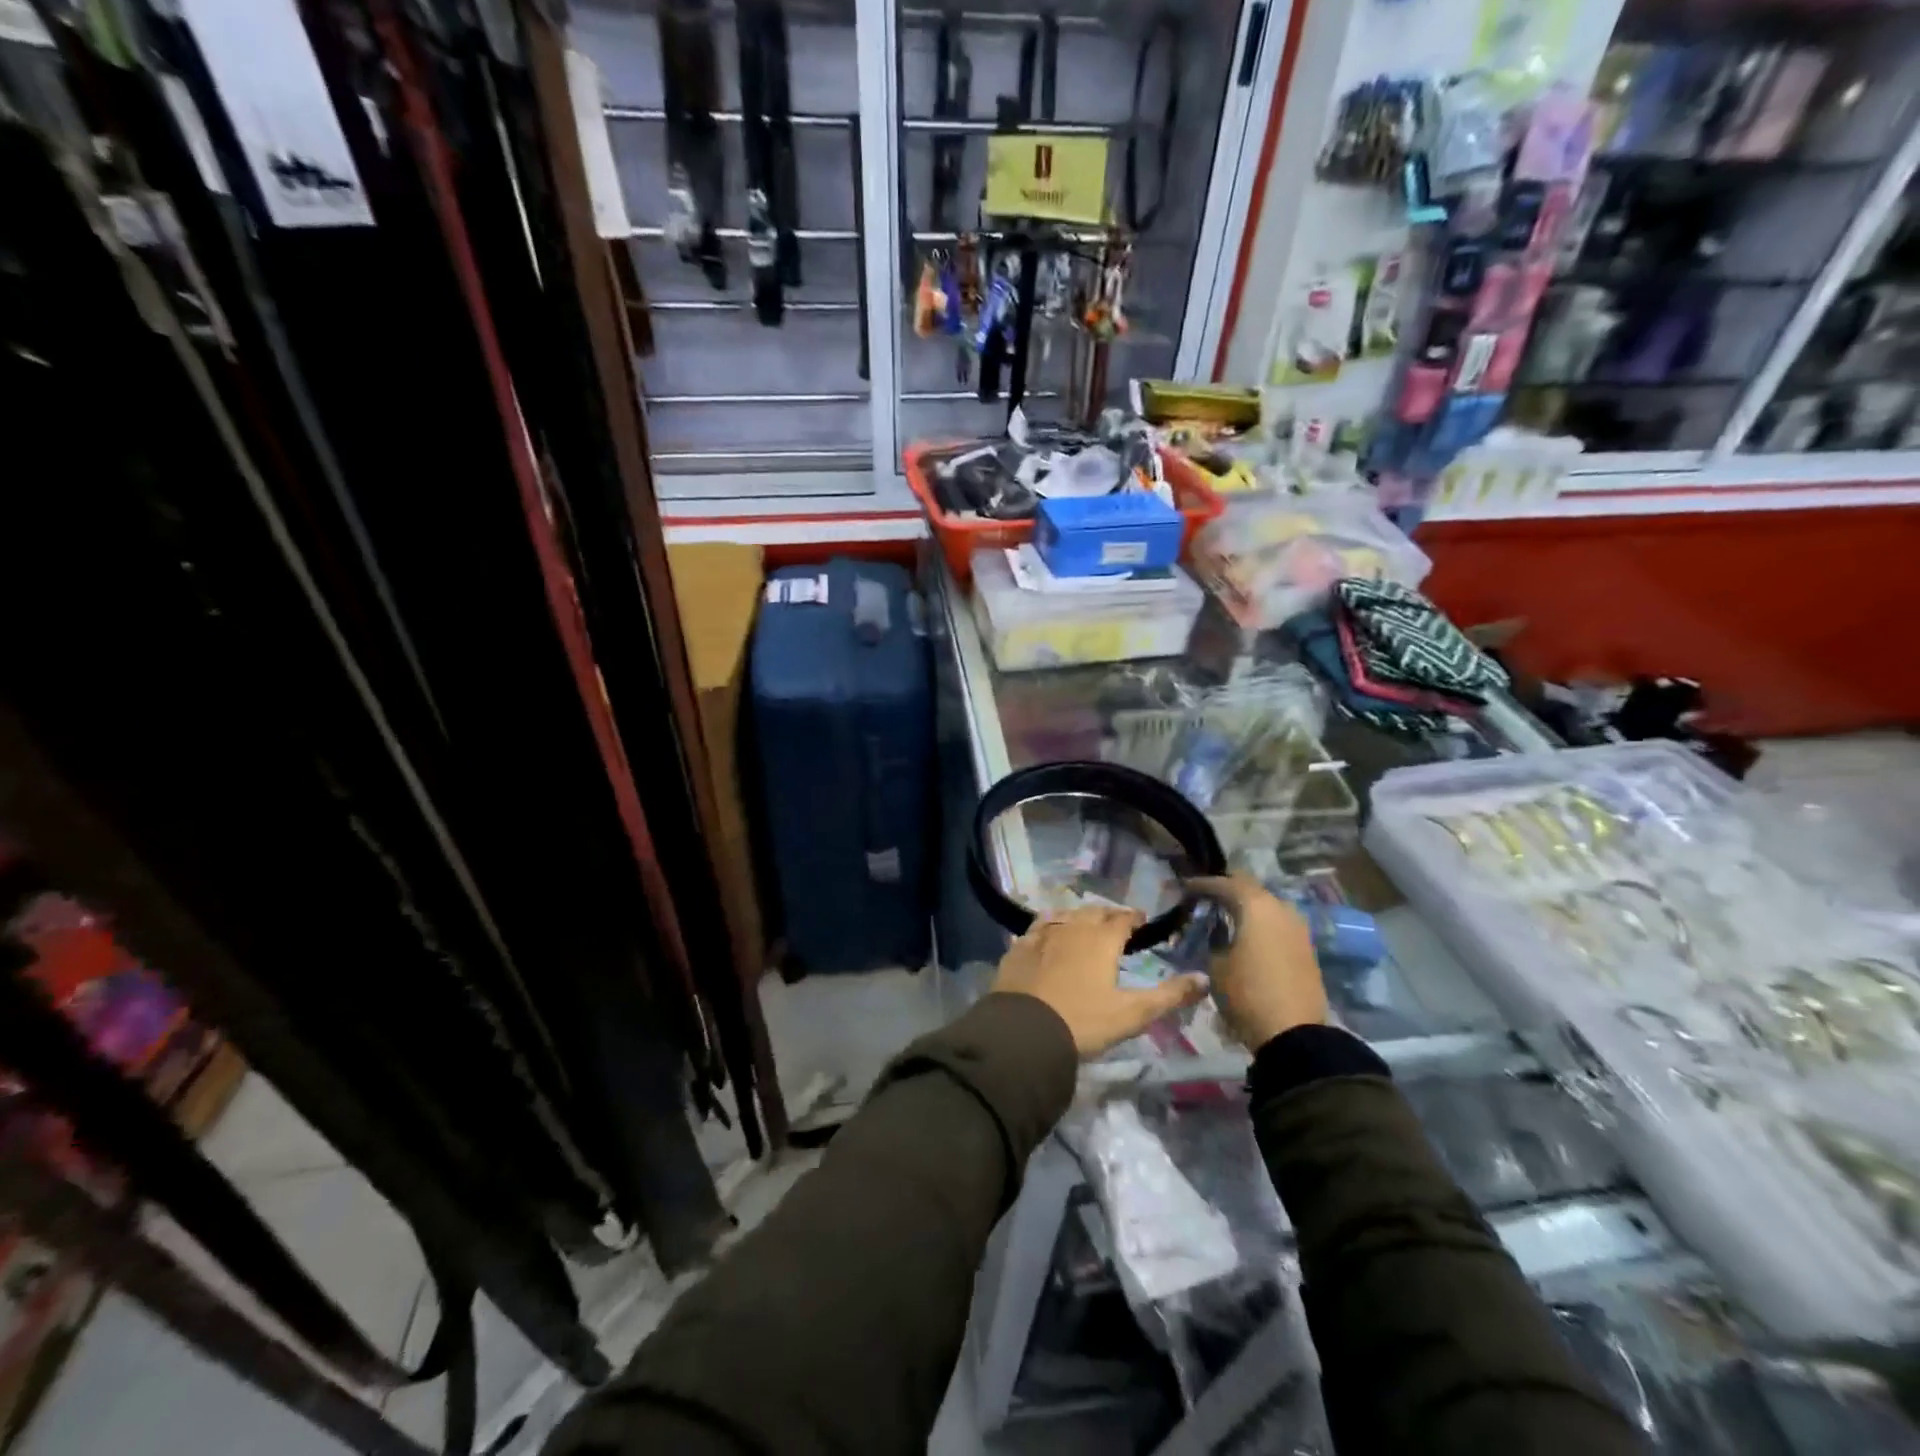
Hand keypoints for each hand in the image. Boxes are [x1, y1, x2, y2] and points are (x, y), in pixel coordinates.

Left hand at [991, 905, 1208, 1058]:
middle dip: (1107, 915)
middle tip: (1116, 923)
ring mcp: (1041, 935)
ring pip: (1064, 916)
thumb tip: (1204, 979)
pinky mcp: (1018, 948)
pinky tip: (1048, 933)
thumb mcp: (1133, 1014)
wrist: (1025, 1031)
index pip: (1123, 918)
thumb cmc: (1084, 1021)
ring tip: (1085, 925)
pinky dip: (1049, 926)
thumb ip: (1170, 995)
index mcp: (1101, 939)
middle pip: (1093, 912)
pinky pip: (1037, 928)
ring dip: (1078, 917)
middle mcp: (1072, 928)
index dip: (1134, 918)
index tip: (1141, 920)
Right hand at [1184, 874, 1327, 1049]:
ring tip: (1226, 915)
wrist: (1295, 1035)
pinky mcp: (1306, 947)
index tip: (1186, 887)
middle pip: (1251, 888)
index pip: (1225, 883)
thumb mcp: (1216, 965)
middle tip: (1206, 897)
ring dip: (1247, 907)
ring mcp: (1298, 928)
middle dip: (1228, 889)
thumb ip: (1213, 939)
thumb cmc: (1247, 994)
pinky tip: (1248, 934)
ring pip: (1268, 905)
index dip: (1203, 884)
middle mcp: (1281, 908)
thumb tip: (1216, 930)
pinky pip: (1279, 923)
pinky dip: (1261, 923)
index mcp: (1256, 906)